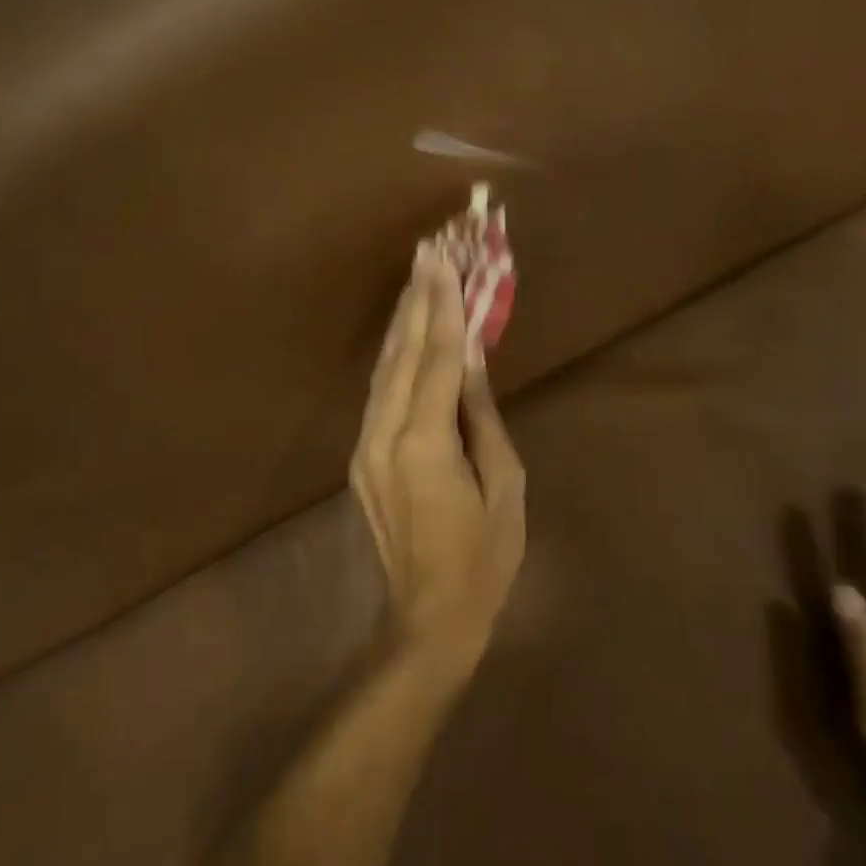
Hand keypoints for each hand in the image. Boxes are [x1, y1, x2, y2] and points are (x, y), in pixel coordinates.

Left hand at [350, 243, 526, 674]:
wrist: (429, 616)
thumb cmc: (484, 557)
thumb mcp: (503, 484)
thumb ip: (482, 416)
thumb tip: (474, 360)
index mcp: (426, 442)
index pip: (439, 357)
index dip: (444, 305)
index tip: (445, 259)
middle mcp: (386, 434)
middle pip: (404, 352)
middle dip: (418, 297)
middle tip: (428, 249)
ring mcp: (366, 446)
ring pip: (384, 368)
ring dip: (403, 320)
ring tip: (417, 275)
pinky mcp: (362, 458)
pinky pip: (379, 393)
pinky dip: (395, 356)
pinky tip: (405, 332)